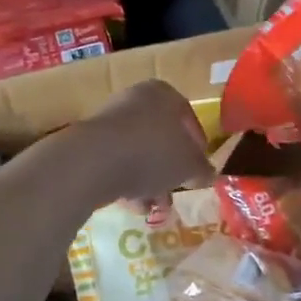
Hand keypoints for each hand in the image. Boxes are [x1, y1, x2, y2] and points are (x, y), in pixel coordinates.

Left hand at [72, 80, 215, 205]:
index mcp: (163, 93)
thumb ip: (202, 169)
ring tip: (155, 207)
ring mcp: (110, 119)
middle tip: (176, 191)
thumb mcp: (188, 165)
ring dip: (149, 181)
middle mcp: (136, 99)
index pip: (188, 118)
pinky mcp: (91, 142)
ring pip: (139, 152)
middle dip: (170, 169)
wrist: (94, 161)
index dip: (197, 147)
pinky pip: (117, 161)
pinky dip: (127, 181)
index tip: (199, 170)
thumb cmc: (152, 153)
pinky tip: (133, 205)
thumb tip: (208, 174)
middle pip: (161, 137)